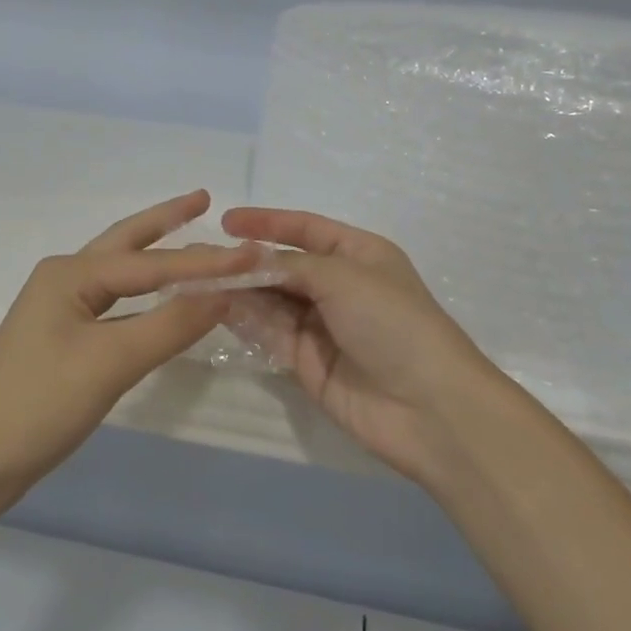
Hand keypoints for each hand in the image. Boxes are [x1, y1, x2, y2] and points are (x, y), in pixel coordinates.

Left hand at [0, 191, 257, 492]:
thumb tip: (225, 292)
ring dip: (156, 253)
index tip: (255, 254)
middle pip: (127, 242)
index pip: (153, 262)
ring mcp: (59, 308)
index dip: (206, 260)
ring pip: (120, 272)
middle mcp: (64, 278)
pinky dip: (144, 292)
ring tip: (189, 233)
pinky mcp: (61, 336)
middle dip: (166, 221)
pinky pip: (114, 301)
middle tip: (205, 199)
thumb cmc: (41, 404)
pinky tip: (160, 295)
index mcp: (71, 273)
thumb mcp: (112, 362)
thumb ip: (171, 324)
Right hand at [218, 207, 508, 483]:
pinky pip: (272, 334)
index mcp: (359, 254)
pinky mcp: (309, 363)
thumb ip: (291, 265)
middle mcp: (340, 286)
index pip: (306, 229)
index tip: (226, 222)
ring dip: (242, 292)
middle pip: (285, 267)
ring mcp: (323, 327)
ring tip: (202, 282)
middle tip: (203, 260)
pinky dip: (248, 322)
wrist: (429, 407)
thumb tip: (249, 259)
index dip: (267, 222)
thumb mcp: (343, 277)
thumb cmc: (393, 323)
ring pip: (273, 301)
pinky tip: (220, 311)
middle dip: (247, 262)